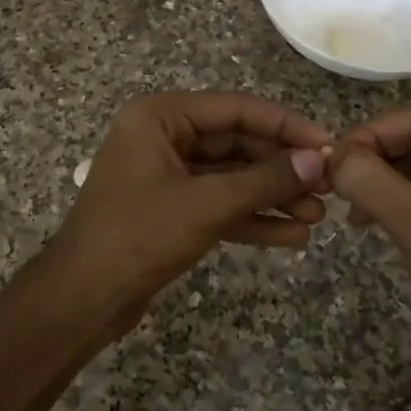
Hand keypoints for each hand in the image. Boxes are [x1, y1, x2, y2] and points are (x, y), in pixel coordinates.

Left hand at [49, 92, 331, 339]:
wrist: (82, 300)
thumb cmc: (138, 236)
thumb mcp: (206, 205)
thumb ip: (264, 180)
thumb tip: (318, 161)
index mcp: (160, 117)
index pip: (235, 109)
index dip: (284, 126)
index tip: (327, 144)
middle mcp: (163, 138)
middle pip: (236, 144)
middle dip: (281, 168)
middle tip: (329, 186)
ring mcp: (167, 176)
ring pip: (231, 178)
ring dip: (272, 196)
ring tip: (318, 216)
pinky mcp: (171, 211)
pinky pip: (219, 205)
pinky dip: (252, 219)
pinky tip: (292, 236)